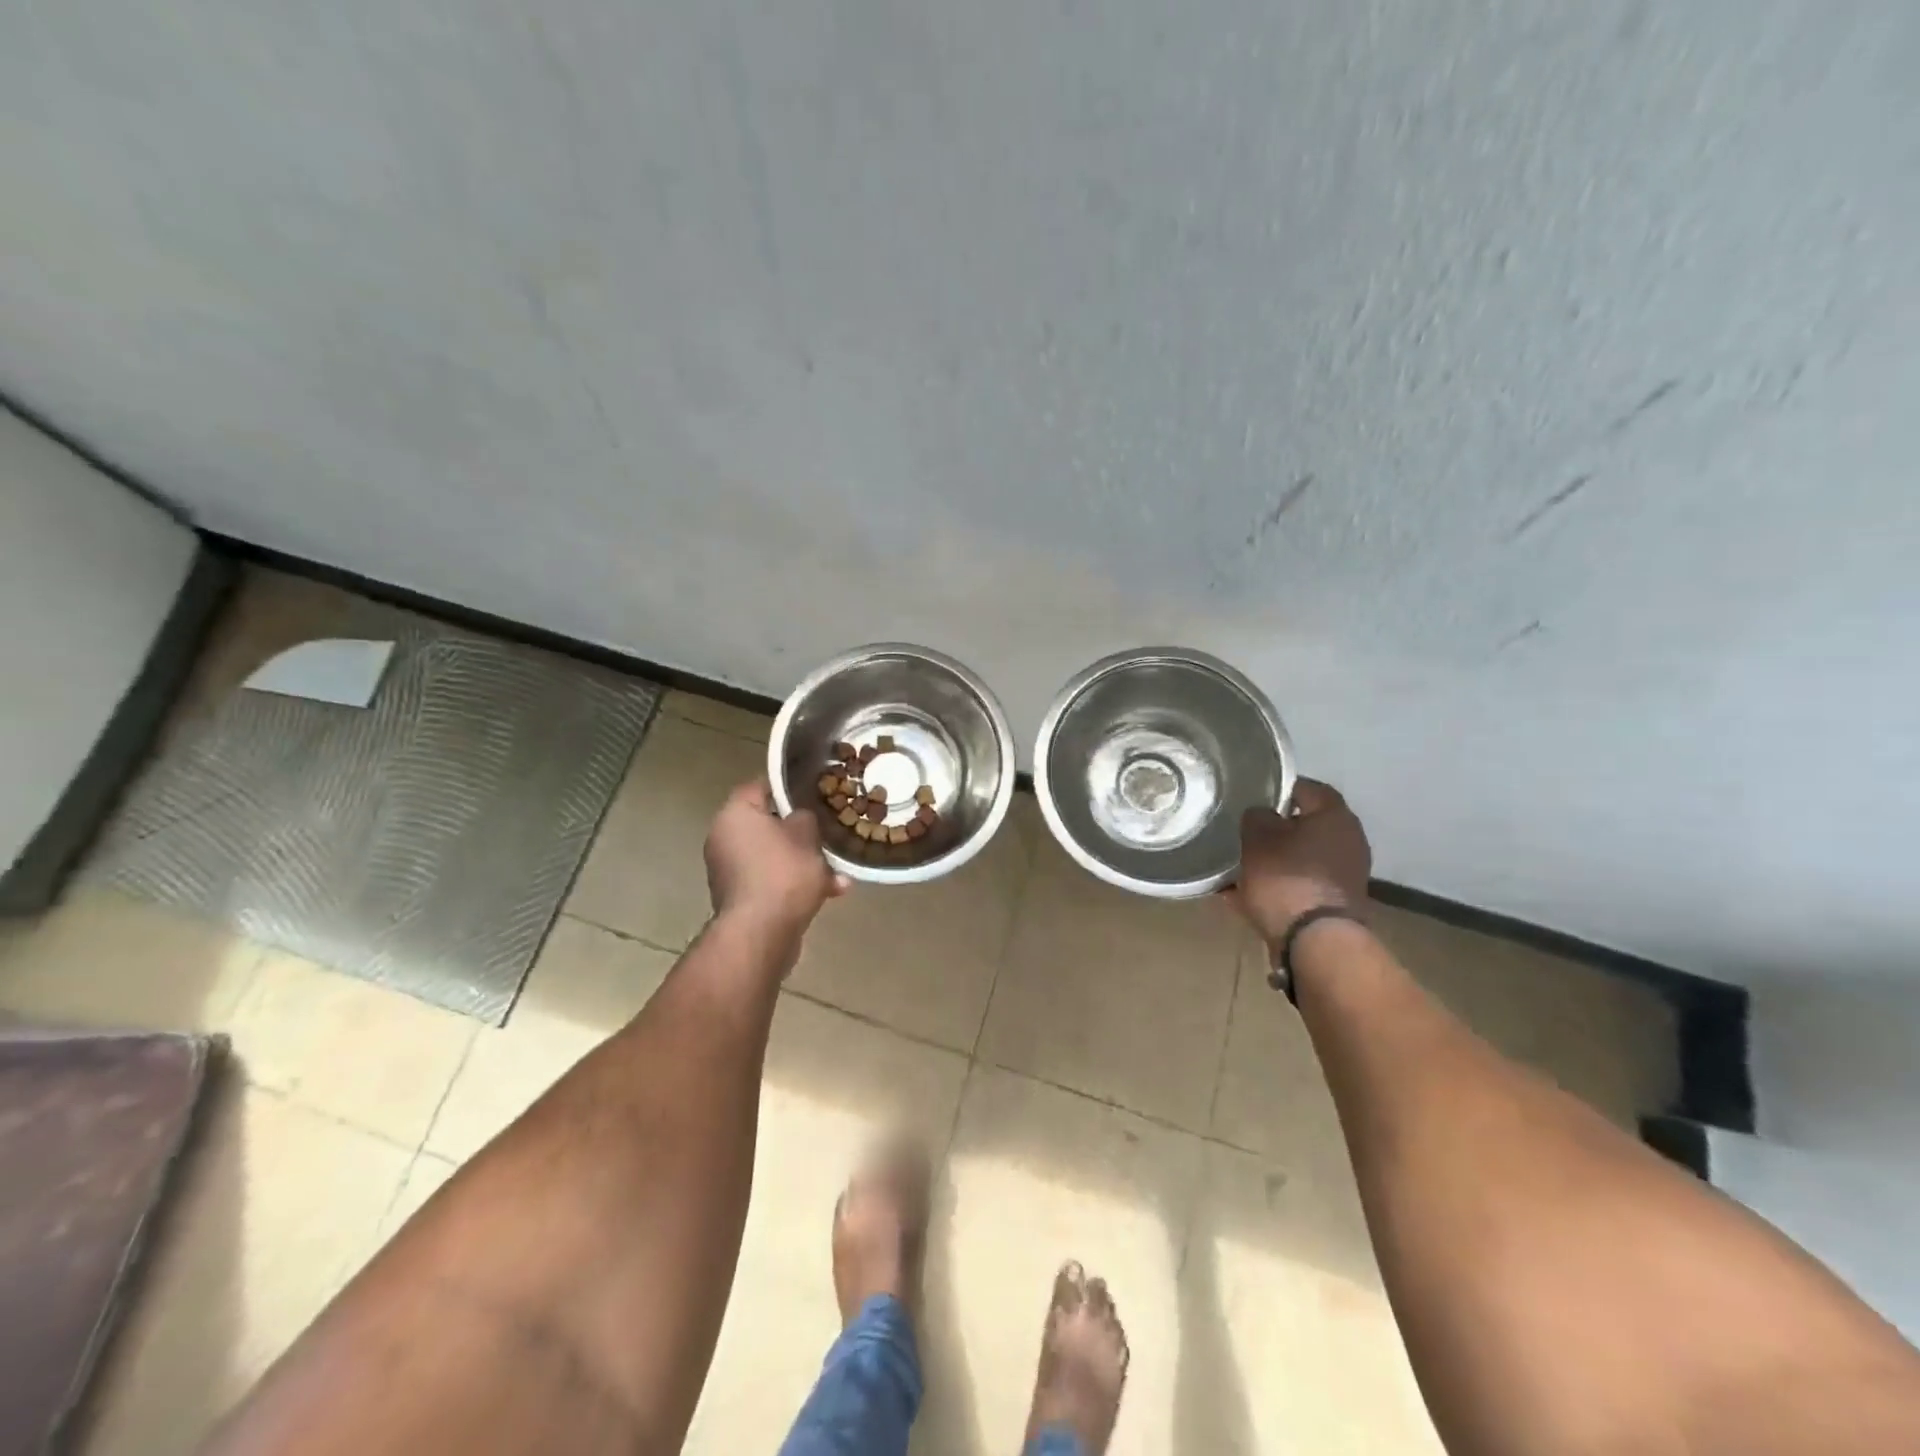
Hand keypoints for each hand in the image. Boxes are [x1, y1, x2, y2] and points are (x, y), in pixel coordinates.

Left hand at [704, 781, 848, 939]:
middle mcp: (724, 839)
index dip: (788, 786)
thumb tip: (800, 818)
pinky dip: (795, 883)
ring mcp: (730, 871)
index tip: (814, 790)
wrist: (761, 934)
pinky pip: (772, 880)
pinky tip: (829, 892)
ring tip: (838, 870)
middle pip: (768, 824)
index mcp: (734, 815)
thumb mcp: (806, 834)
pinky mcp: (740, 899)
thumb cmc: (782, 873)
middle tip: (827, 831)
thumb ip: (805, 817)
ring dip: (804, 861)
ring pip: (774, 856)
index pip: (760, 786)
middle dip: (801, 831)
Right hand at [1229, 778, 1371, 946]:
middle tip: (1242, 832)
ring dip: (1273, 860)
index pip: (1306, 787)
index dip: (1277, 789)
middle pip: (1305, 825)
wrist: (1314, 941)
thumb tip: (1262, 815)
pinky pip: (1299, 885)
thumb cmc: (1286, 876)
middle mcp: (1349, 841)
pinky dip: (1277, 886)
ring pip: (1299, 858)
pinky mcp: (1335, 904)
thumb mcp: (1257, 836)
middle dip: (1273, 829)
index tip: (1251, 798)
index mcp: (1335, 816)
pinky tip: (1244, 894)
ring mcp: (1345, 875)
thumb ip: (1257, 816)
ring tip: (1238, 866)